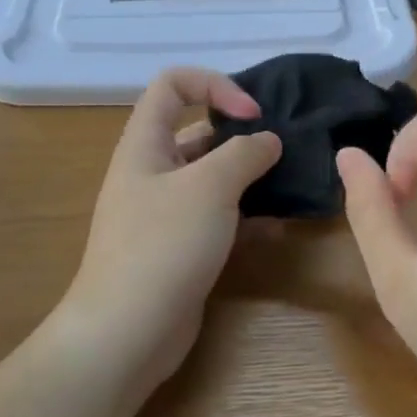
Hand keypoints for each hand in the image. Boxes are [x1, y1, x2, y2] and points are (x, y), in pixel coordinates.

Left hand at [57, 69, 281, 396]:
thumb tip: (268, 140)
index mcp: (145, 144)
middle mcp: (152, 171)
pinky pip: (217, 216)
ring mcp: (165, 212)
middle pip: (197, 131)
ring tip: (289, 183)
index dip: (214, 85)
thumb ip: (244, 153)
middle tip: (284, 149)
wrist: (127, 331)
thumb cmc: (164, 244)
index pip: (172, 85)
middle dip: (241, 134)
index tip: (252, 114)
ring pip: (212, 177)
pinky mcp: (181, 246)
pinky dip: (246, 215)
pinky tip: (277, 226)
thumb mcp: (209, 187)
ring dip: (249, 176)